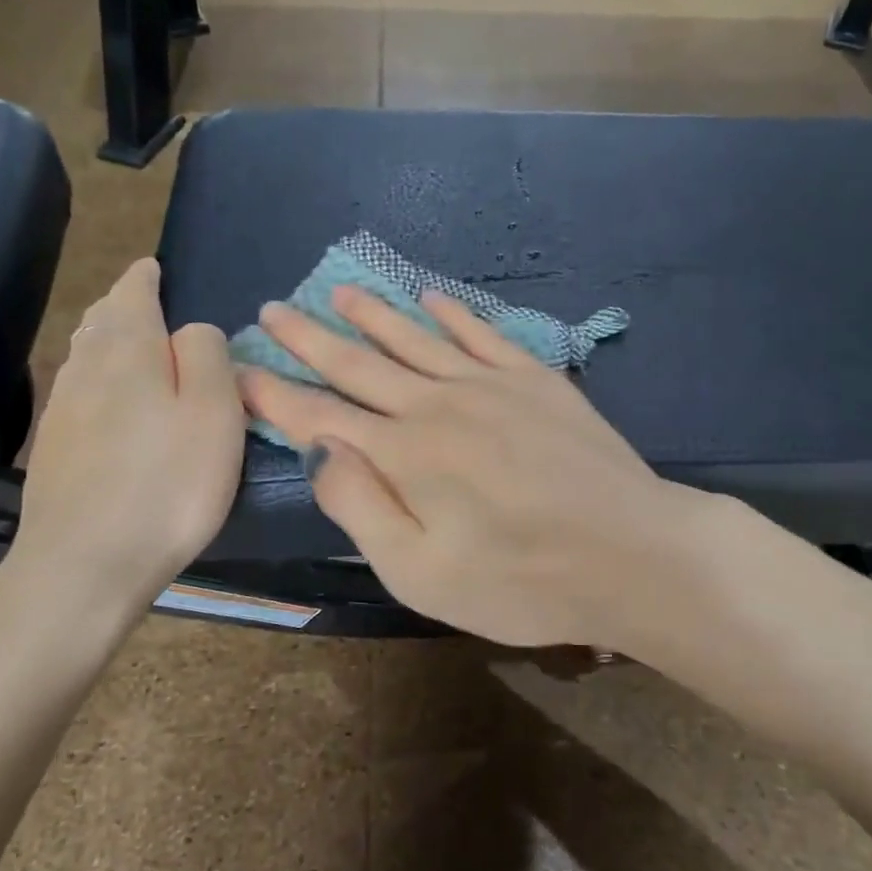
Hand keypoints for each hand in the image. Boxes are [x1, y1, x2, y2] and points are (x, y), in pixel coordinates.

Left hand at [12, 259, 244, 620]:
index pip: (132, 296)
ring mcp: (62, 412)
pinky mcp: (54, 452)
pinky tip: (103, 398)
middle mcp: (86, 371)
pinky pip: (76, 393)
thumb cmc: (168, 483)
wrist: (86, 563)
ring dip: (103, 339)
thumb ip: (208, 356)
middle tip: (140, 298)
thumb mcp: (214, 411)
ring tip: (122, 339)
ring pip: (83, 357)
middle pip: (100, 323)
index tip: (152, 267)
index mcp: (128, 352)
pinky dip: (94, 378)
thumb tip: (192, 331)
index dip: (144, 279)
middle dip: (120, 305)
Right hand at [238, 286, 721, 652]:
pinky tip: (432, 299)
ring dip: (372, 314)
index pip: (319, 416)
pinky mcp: (535, 379)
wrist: (632, 553)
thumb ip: (360, 506)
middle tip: (274, 309)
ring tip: (339, 290)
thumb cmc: (521, 580)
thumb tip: (317, 450)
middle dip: (310, 338)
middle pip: (358, 365)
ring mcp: (489, 384)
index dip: (275, 393)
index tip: (239, 368)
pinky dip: (452, 314)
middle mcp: (436, 405)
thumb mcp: (420, 573)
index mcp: (402, 454)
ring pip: (415, 338)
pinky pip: (482, 334)